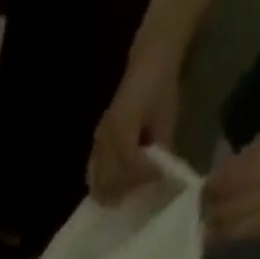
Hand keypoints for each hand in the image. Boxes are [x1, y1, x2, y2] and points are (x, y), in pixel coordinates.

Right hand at [87, 54, 179, 202]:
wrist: (148, 63)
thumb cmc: (160, 87)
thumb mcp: (167, 117)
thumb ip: (161, 147)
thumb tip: (160, 175)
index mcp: (123, 126)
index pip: (129, 162)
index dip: (143, 176)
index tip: (157, 180)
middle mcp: (105, 137)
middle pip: (108, 179)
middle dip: (125, 189)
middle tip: (141, 192)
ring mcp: (97, 142)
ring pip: (97, 181)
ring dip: (111, 192)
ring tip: (127, 195)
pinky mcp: (96, 146)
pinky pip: (92, 174)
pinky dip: (101, 186)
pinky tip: (112, 191)